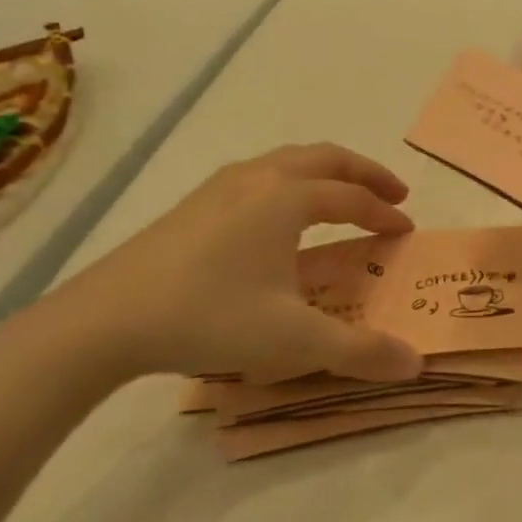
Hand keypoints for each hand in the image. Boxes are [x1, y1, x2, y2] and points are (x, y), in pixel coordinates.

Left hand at [25, 144, 425, 391]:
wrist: (105, 320)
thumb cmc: (210, 317)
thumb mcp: (294, 340)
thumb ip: (360, 351)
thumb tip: (416, 363)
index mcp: (287, 198)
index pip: (351, 197)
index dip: (384, 213)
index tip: (406, 229)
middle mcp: (258, 178)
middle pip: (325, 158)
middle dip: (365, 172)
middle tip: (393, 194)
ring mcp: (220, 187)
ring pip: (288, 161)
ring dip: (326, 173)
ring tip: (342, 198)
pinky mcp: (194, 204)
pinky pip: (260, 175)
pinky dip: (291, 182)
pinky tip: (278, 217)